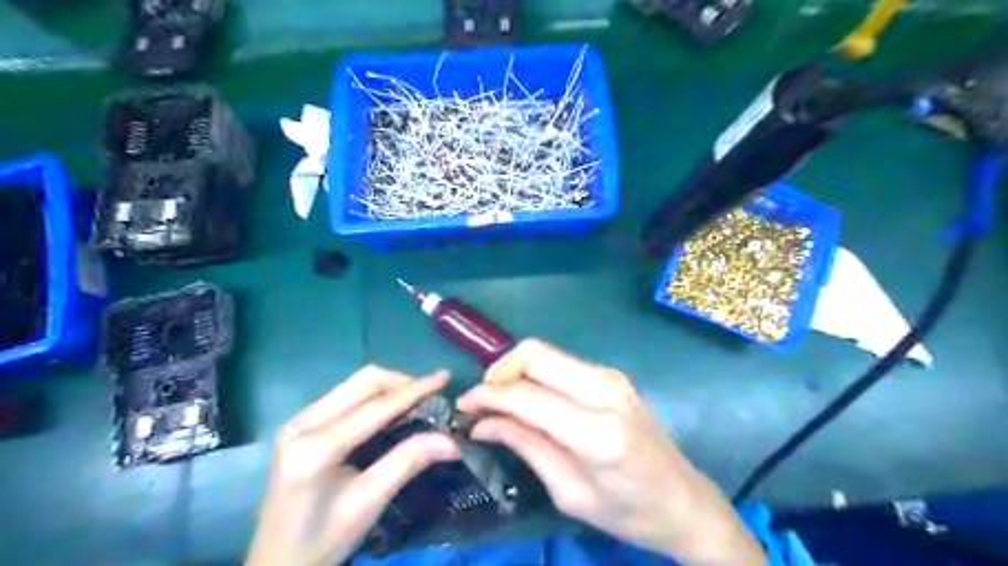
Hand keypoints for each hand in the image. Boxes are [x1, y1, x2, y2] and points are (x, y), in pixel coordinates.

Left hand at [248, 367, 459, 565]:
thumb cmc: (322, 541)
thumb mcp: (368, 503)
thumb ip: (408, 462)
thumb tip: (452, 441)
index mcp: (315, 447)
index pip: (376, 407)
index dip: (415, 390)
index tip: (445, 377)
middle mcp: (302, 423)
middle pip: (362, 383)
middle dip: (401, 383)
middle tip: (431, 393)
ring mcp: (297, 421)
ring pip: (353, 385)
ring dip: (387, 387)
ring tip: (416, 399)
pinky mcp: (298, 425)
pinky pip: (343, 396)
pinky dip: (371, 396)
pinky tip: (387, 410)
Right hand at [458, 341, 765, 565]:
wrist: (684, 501)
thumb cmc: (628, 511)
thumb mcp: (569, 492)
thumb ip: (525, 446)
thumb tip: (481, 422)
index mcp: (597, 430)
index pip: (527, 396)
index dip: (488, 396)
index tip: (463, 406)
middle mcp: (605, 390)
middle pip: (535, 354)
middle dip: (500, 370)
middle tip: (483, 400)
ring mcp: (612, 377)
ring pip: (547, 353)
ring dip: (517, 371)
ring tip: (502, 402)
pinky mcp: (613, 376)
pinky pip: (563, 363)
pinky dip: (537, 374)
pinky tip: (531, 400)